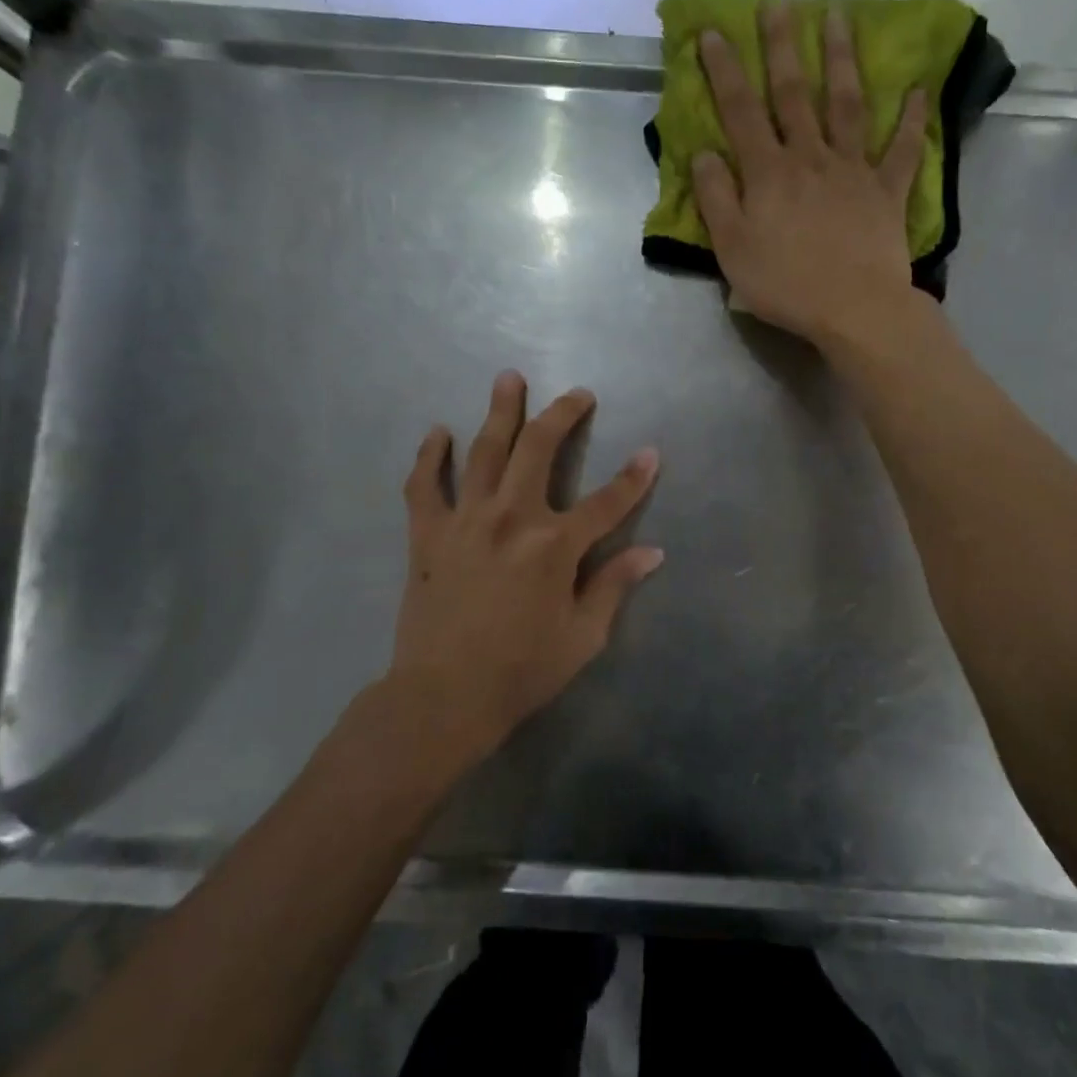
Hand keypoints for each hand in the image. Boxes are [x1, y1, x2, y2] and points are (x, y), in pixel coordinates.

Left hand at [388, 371, 663, 753]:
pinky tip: (438, 432)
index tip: (651, 452)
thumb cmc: (522, 671)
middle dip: (563, 415)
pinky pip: (424, 485)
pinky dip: (430, 456)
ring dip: (499, 412)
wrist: (444, 697)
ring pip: (484, 451)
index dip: (634, 477)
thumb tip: (652, 552)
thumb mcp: (582, 636)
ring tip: (508, 379)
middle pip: (540, 449)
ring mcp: (465, 521)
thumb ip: (613, 585)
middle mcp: (512, 518)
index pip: (607, 502)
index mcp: (554, 546)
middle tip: (578, 393)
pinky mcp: (428, 534)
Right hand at [693, 0, 927, 344]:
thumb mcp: (732, 249)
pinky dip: (911, 120)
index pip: (741, 111)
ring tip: (840, 17)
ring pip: (847, 105)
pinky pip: (902, 150)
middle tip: (778, 3)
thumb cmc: (785, 284)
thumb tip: (705, 153)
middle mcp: (810, 158)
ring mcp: (853, 170)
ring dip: (842, 60)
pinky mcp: (887, 192)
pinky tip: (918, 90)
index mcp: (769, 173)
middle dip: (783, 46)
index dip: (725, 70)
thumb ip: (716, 198)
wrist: (853, 309)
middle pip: (795, 94)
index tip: (713, 31)